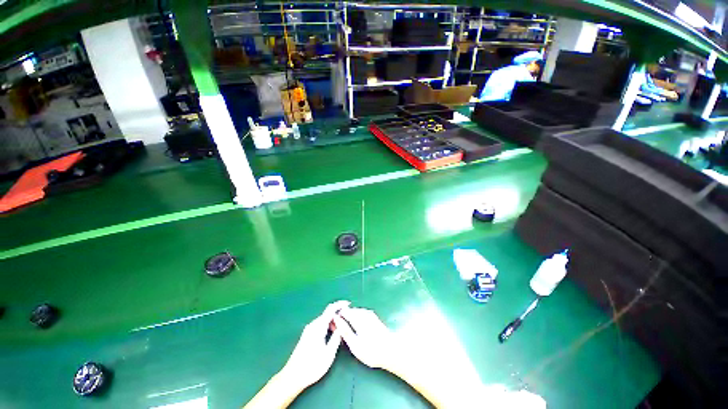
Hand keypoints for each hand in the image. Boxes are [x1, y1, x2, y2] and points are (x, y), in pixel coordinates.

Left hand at [280, 300, 348, 390]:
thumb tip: (342, 327)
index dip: (340, 304)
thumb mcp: (329, 354)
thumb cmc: (312, 366)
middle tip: (347, 321)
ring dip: (333, 321)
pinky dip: (328, 325)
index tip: (348, 304)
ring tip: (341, 329)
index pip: (330, 309)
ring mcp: (309, 330)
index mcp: (318, 327)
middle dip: (338, 314)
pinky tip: (332, 334)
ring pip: (324, 319)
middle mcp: (313, 325)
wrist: (292, 377)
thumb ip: (336, 338)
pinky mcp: (307, 335)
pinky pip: (320, 324)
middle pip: (327, 313)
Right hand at [332, 307, 400, 371]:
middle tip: (337, 330)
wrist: (391, 351)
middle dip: (342, 318)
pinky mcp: (372, 317)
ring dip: (348, 318)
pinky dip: (354, 319)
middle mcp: (363, 312)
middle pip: (348, 311)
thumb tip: (335, 319)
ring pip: (354, 312)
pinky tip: (355, 329)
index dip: (335, 317)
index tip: (331, 326)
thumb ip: (344, 330)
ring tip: (345, 331)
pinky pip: (359, 314)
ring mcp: (369, 313)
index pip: (342, 311)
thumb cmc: (372, 350)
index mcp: (357, 316)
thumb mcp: (354, 344)